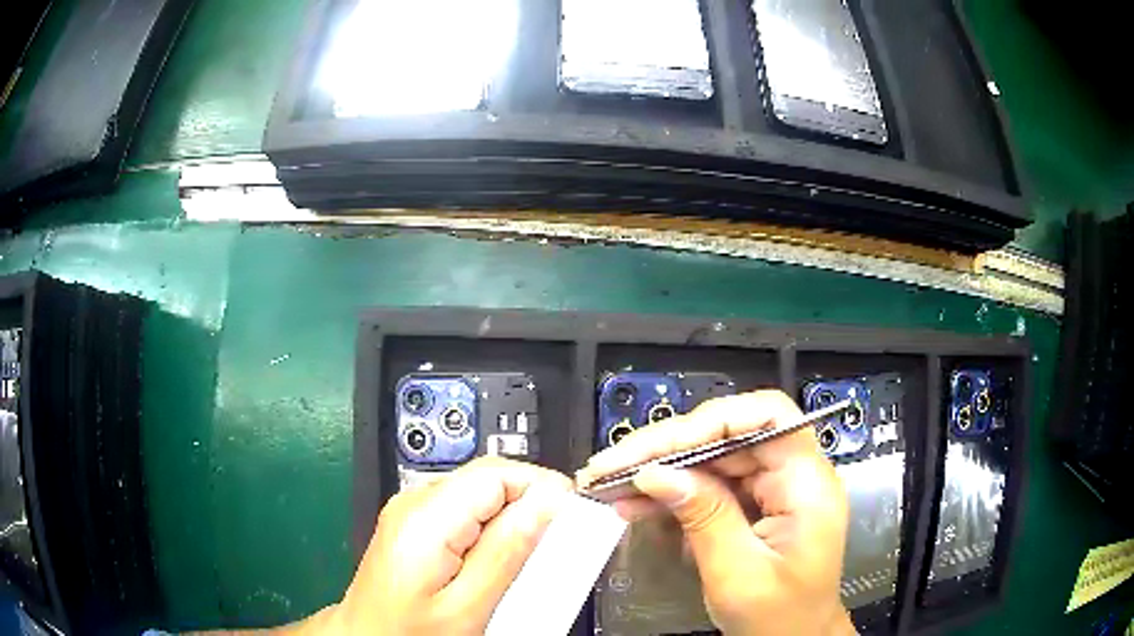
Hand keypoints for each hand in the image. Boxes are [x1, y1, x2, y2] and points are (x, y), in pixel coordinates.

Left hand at [329, 457, 571, 634]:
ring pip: (481, 493)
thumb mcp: (467, 606)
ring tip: (534, 557)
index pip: (498, 472)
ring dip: (515, 518)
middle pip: (490, 478)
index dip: (543, 487)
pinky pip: (465, 511)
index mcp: (425, 517)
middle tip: (560, 542)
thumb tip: (547, 504)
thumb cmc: (409, 632)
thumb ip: (507, 552)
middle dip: (532, 502)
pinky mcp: (414, 523)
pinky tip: (502, 560)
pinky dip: (494, 528)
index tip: (576, 516)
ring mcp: (411, 511)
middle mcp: (414, 502)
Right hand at [576, 390, 855, 635]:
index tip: (663, 447)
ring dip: (662, 467)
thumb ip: (705, 518)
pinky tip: (636, 502)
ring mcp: (772, 489)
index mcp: (807, 485)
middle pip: (730, 434)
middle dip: (669, 446)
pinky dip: (672, 491)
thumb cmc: (778, 617)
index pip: (769, 417)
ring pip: (712, 457)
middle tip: (614, 464)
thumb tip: (656, 473)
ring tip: (611, 482)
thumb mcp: (739, 575)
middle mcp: (793, 475)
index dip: (715, 420)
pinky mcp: (753, 504)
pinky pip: (709, 484)